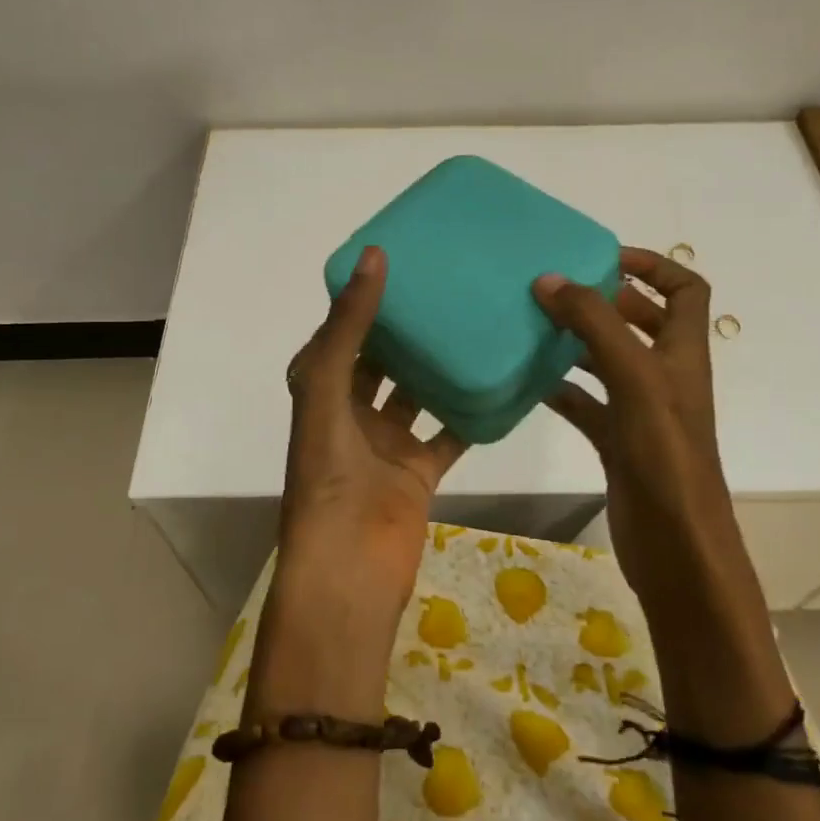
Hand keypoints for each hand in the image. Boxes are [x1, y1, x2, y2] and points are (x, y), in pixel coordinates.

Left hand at [263, 246, 466, 715]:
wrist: (349, 565)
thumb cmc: (328, 473)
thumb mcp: (328, 387)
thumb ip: (350, 325)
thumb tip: (374, 256)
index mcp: (321, 389)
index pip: (342, 332)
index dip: (364, 298)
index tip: (401, 260)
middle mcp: (351, 410)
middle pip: (382, 359)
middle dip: (406, 328)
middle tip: (448, 286)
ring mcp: (386, 441)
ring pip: (417, 392)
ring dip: (438, 365)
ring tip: (475, 321)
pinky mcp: (419, 469)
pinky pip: (449, 432)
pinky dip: (469, 411)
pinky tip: (498, 379)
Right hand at [532, 247, 736, 621]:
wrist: (676, 548)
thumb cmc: (666, 456)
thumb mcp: (635, 379)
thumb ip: (595, 325)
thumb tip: (549, 279)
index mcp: (683, 353)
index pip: (685, 289)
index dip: (653, 265)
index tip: (603, 258)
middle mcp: (665, 376)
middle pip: (639, 322)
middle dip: (602, 300)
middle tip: (554, 290)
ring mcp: (641, 411)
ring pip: (607, 362)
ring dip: (576, 342)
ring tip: (532, 326)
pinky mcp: (617, 442)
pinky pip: (586, 403)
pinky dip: (561, 389)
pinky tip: (529, 383)